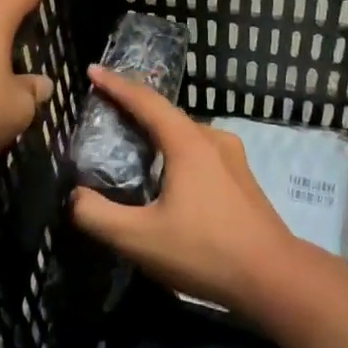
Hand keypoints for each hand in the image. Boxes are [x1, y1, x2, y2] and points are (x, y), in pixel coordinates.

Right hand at [70, 66, 298, 314]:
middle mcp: (212, 139)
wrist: (272, 277)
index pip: (145, 101)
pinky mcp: (242, 178)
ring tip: (132, 145)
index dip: (116, 84)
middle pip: (167, 114)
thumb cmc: (204, 251)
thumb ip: (98, 216)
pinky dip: (176, 151)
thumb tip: (75, 196)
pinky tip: (168, 177)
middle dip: (135, 108)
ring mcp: (232, 157)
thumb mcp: (139, 239)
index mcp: (187, 143)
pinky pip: (200, 152)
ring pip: (186, 134)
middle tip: (106, 112)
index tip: (93, 70)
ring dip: (157, 132)